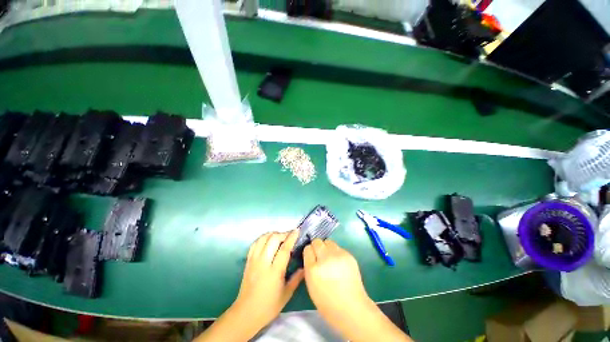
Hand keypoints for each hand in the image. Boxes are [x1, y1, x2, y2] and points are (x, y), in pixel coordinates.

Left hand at [232, 230, 303, 328]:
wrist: (246, 313)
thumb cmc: (268, 306)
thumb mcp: (286, 294)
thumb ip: (297, 278)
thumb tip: (305, 266)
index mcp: (274, 272)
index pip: (284, 249)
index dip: (291, 238)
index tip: (297, 230)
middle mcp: (263, 263)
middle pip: (273, 239)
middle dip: (283, 234)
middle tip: (290, 235)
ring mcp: (254, 260)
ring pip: (263, 239)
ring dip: (273, 234)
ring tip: (280, 237)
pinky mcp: (248, 261)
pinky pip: (255, 243)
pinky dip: (263, 238)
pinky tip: (268, 240)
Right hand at [303, 239, 412, 341]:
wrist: (352, 308)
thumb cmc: (328, 302)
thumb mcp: (311, 285)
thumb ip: (309, 267)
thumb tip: (311, 255)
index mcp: (313, 269)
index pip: (307, 249)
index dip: (309, 252)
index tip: (311, 257)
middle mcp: (325, 259)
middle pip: (317, 241)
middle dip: (317, 247)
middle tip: (320, 256)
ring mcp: (338, 255)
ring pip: (328, 241)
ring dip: (327, 248)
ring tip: (330, 258)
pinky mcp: (348, 255)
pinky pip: (338, 247)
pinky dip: (336, 252)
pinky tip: (339, 263)